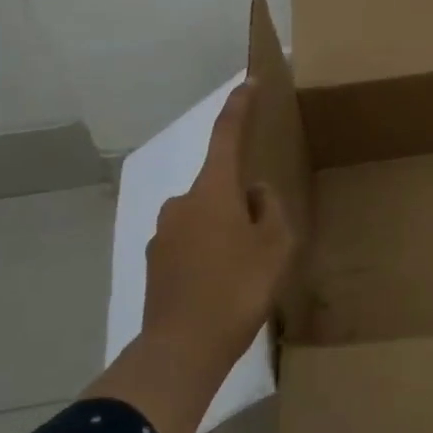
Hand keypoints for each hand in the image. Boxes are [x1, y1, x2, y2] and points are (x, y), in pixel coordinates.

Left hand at [141, 79, 296, 371]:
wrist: (181, 349)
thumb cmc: (237, 290)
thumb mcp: (276, 247)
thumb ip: (271, 210)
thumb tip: (254, 195)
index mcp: (213, 191)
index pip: (226, 135)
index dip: (238, 108)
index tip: (247, 83)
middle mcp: (182, 202)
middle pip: (221, 186)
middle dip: (243, 202)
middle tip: (266, 242)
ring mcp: (164, 232)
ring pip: (207, 217)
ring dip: (227, 231)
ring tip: (245, 272)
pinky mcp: (156, 260)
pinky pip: (191, 242)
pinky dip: (209, 253)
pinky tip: (222, 287)